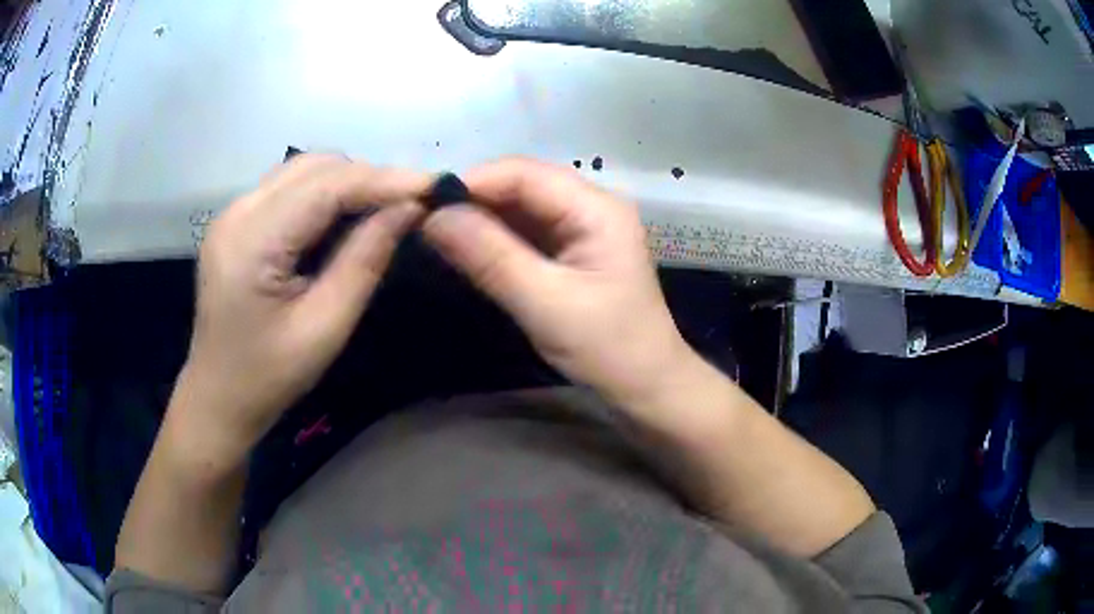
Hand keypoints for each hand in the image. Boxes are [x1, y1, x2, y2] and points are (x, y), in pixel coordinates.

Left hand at [170, 155, 427, 467]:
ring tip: (384, 207)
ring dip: (348, 181)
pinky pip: (289, 186)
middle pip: (314, 166)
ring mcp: (233, 212)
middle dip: (368, 177)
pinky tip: (346, 216)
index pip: (326, 186)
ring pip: (303, 169)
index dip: (383, 180)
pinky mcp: (237, 220)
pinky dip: (325, 192)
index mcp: (252, 242)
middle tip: (411, 203)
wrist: (218, 396)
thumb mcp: (325, 327)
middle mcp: (237, 212)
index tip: (435, 186)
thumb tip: (409, 209)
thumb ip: (365, 261)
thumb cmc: (270, 375)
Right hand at [422, 158, 691, 406]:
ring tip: (435, 235)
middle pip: (520, 185)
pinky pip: (525, 231)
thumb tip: (433, 217)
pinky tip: (466, 250)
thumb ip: (490, 257)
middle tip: (423, 223)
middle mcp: (589, 205)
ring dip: (479, 220)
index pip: (523, 173)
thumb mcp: (546, 304)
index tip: (423, 205)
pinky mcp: (571, 250)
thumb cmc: (608, 348)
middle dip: (472, 200)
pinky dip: (494, 239)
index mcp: (595, 207)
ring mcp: (580, 227)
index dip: (472, 183)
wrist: (646, 386)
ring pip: (519, 207)